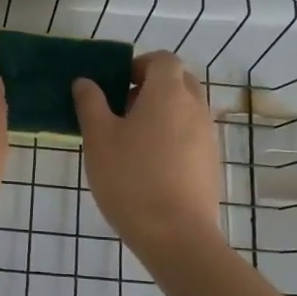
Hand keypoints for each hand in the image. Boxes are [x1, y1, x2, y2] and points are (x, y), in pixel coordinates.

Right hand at [74, 51, 223, 258]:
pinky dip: (172, 137)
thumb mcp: (99, 139)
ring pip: (185, 109)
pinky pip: (191, 135)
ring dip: (161, 114)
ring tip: (131, 142)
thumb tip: (85, 82)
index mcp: (168, 93)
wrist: (176, 236)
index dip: (139, 65)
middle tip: (121, 111)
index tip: (117, 86)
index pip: (163, 59)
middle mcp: (195, 108)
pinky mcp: (210, 163)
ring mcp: (208, 136)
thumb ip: (90, 104)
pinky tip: (149, 166)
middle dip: (151, 88)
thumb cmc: (131, 179)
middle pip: (178, 81)